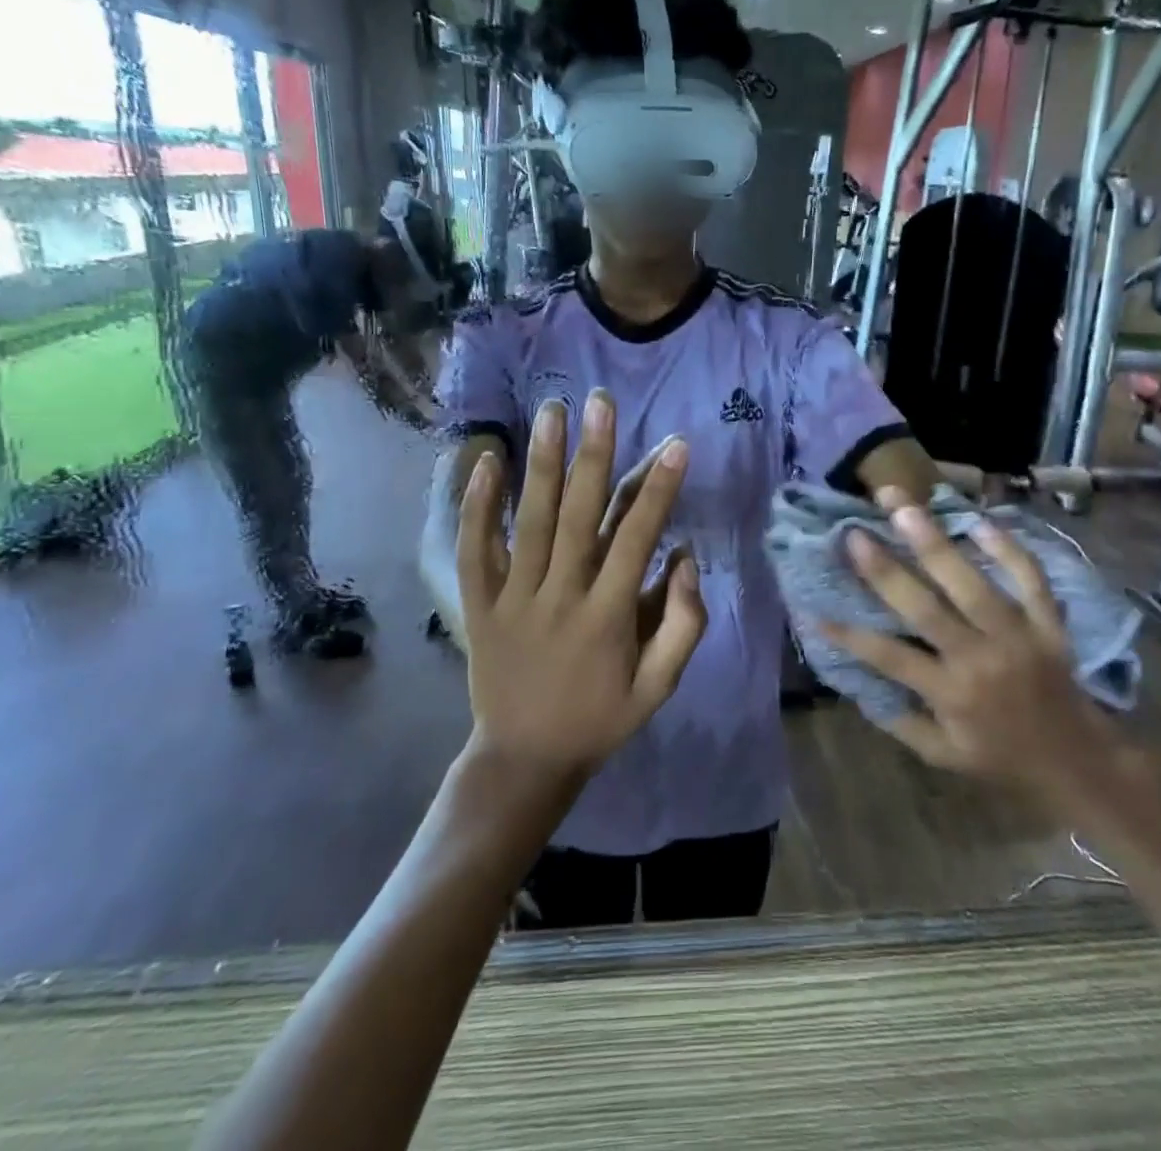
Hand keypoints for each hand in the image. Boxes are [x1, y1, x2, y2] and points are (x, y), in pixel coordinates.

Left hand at [457, 389, 705, 781]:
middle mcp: (560, 597)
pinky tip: (486, 462)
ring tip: (550, 411)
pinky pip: (474, 549)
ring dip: (541, 464)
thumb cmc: (600, 719)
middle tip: (600, 403)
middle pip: (578, 516)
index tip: (675, 444)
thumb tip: (686, 557)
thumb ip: (683, 624)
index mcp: (608, 617)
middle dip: (593, 455)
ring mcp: (512, 598)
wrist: (524, 758)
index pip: (638, 539)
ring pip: (528, 522)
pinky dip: (478, 505)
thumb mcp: (659, 688)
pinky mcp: (478, 604)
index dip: (658, 490)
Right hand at [817, 488, 1154, 827]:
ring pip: (972, 583)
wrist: (1080, 762)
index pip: (889, 658)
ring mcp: (1018, 637)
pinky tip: (980, 521)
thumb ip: (900, 722)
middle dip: (885, 569)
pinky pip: (1030, 579)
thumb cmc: (1002, 758)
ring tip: (904, 506)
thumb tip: (859, 682)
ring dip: (935, 542)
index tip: (813, 609)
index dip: (848, 635)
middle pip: (926, 608)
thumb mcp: (943, 756)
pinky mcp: (1049, 624)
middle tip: (856, 532)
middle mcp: (979, 659)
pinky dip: (1009, 549)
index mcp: (951, 694)